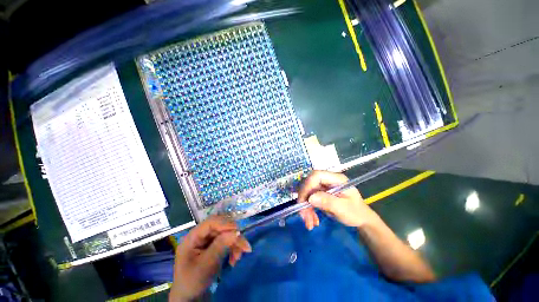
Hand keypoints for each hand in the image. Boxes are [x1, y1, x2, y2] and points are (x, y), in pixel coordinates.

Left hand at [170, 215, 250, 300]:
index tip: (238, 231)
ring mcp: (207, 241)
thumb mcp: (206, 264)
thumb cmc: (193, 281)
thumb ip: (220, 246)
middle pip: (221, 228)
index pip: (211, 222)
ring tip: (239, 257)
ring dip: (235, 244)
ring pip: (226, 234)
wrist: (191, 298)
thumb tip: (237, 231)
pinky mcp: (214, 246)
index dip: (225, 224)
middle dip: (233, 236)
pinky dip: (233, 249)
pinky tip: (235, 259)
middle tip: (245, 246)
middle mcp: (201, 235)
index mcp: (193, 237)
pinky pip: (227, 242)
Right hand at [297, 170, 378, 227]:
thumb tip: (310, 198)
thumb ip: (328, 202)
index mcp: (336, 179)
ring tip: (309, 223)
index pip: (316, 176)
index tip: (303, 201)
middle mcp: (328, 180)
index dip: (307, 186)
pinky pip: (309, 199)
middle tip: (303, 216)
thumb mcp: (343, 209)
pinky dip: (308, 209)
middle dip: (304, 200)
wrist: (361, 219)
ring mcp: (324, 186)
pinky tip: (312, 219)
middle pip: (309, 184)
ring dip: (305, 208)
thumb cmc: (356, 213)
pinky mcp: (320, 193)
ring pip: (307, 193)